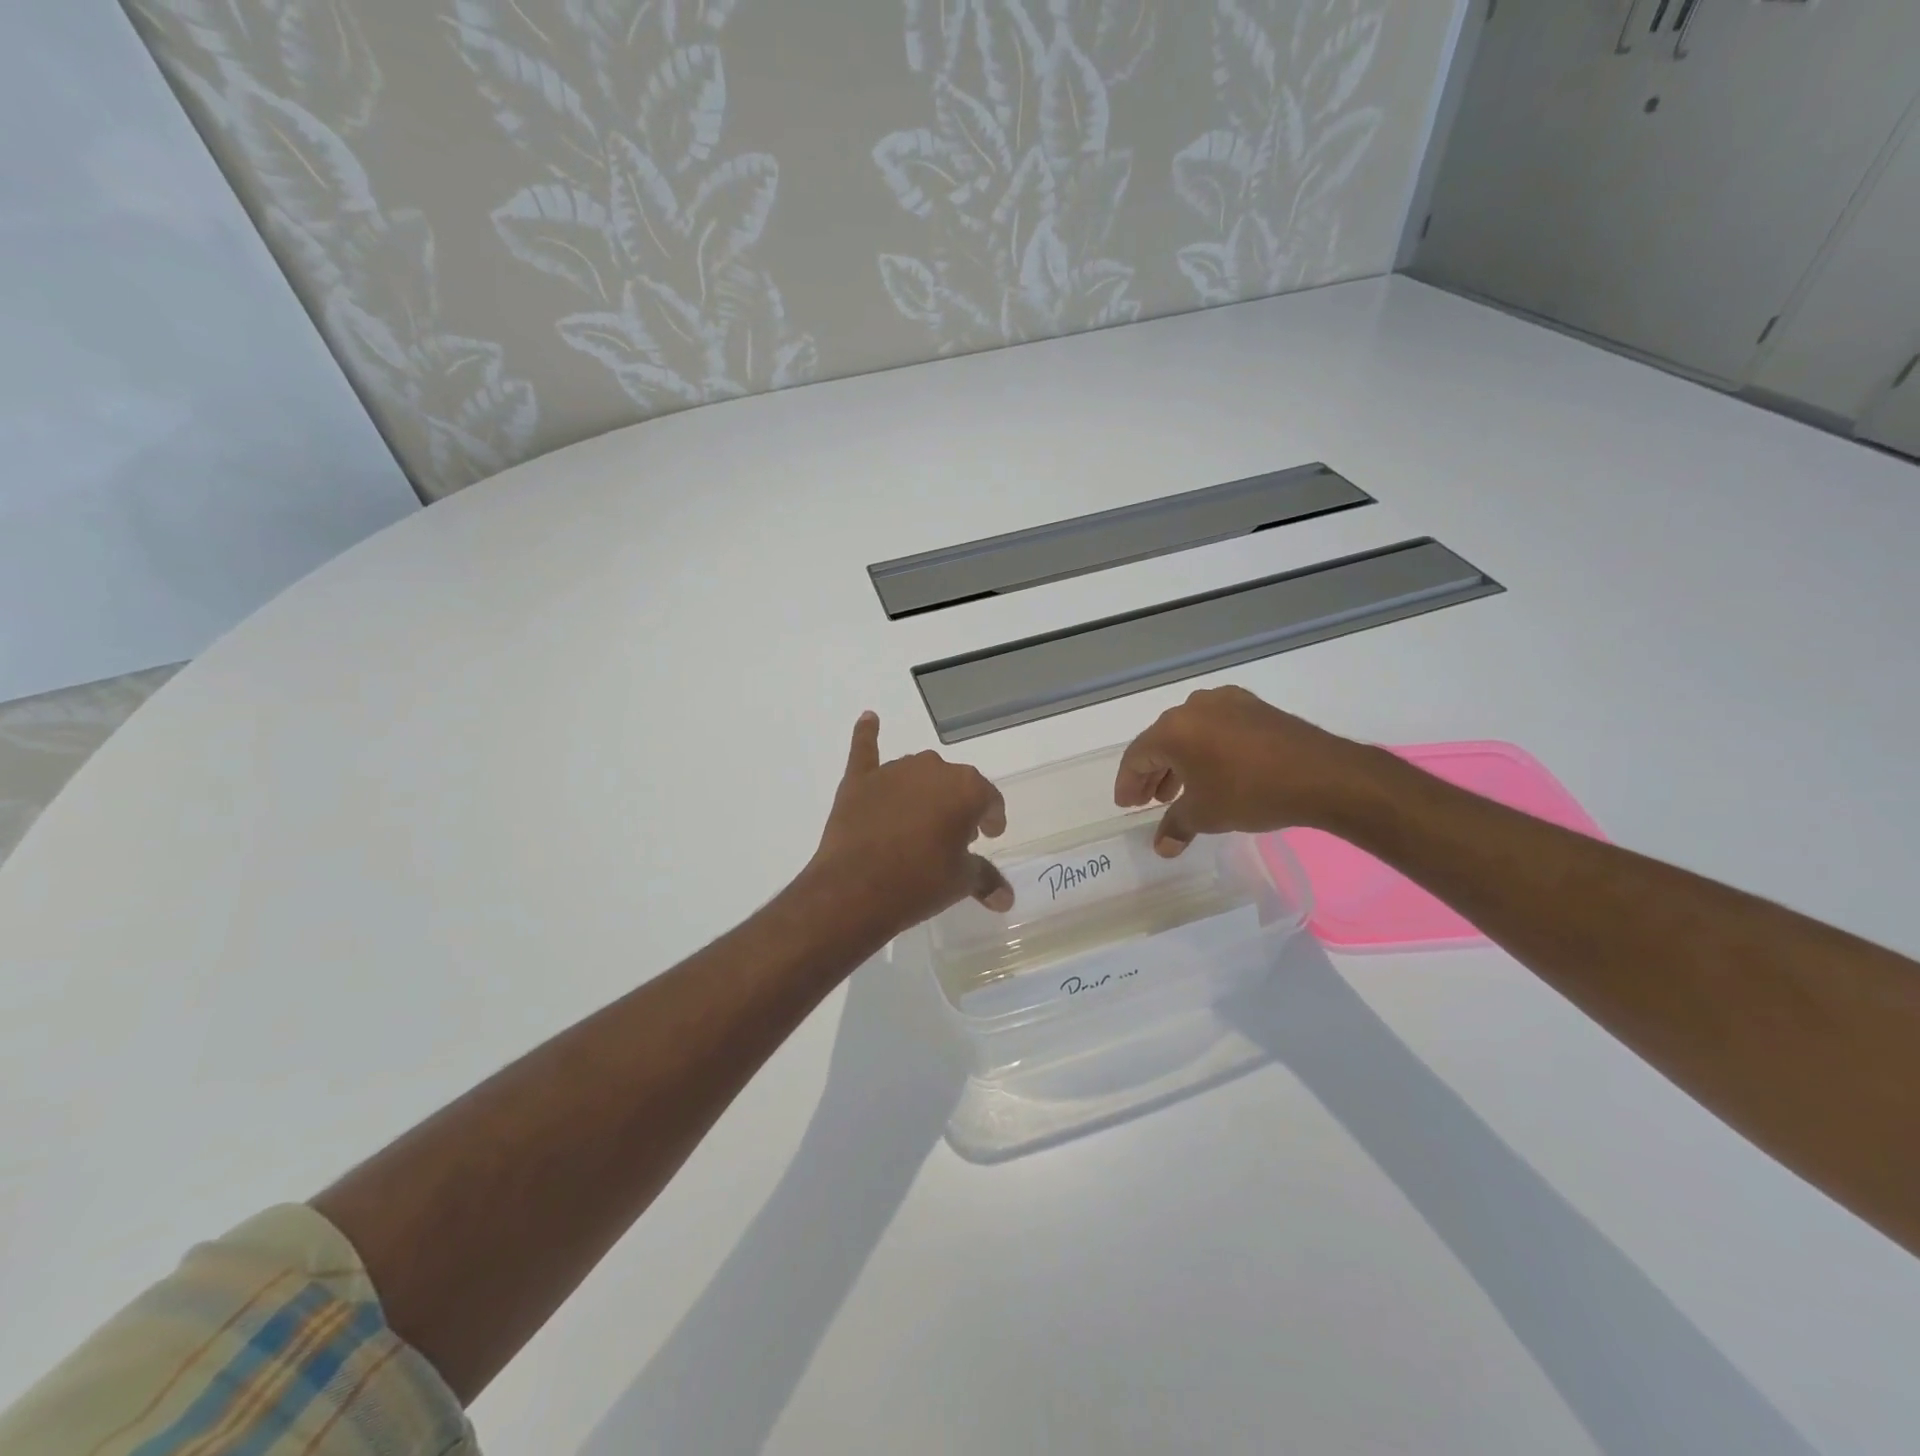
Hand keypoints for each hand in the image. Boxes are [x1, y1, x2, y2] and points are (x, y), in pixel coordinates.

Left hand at [808, 712, 1013, 933]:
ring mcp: (893, 771)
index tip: (989, 835)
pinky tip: (868, 719)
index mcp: (966, 788)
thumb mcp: (960, 882)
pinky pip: (866, 749)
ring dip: (924, 791)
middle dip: (958, 806)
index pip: (989, 799)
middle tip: (954, 836)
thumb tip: (1005, 898)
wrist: (855, 890)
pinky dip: (867, 734)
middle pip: (954, 784)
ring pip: (917, 774)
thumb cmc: (919, 883)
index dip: (992, 819)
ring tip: (920, 821)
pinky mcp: (859, 780)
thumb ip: (985, 879)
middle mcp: (933, 768)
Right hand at [1114, 686, 1382, 855]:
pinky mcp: (1253, 706)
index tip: (1127, 804)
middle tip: (1149, 800)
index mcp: (1173, 729)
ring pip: (1189, 732)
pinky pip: (1216, 727)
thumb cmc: (1250, 792)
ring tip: (1180, 790)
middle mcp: (1193, 707)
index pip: (1137, 756)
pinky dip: (1206, 748)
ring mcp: (1226, 702)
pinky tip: (1214, 770)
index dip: (1128, 783)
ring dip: (1179, 762)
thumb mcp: (1206, 814)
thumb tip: (1162, 846)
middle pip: (1161, 741)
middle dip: (1153, 772)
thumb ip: (1177, 826)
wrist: (1321, 775)